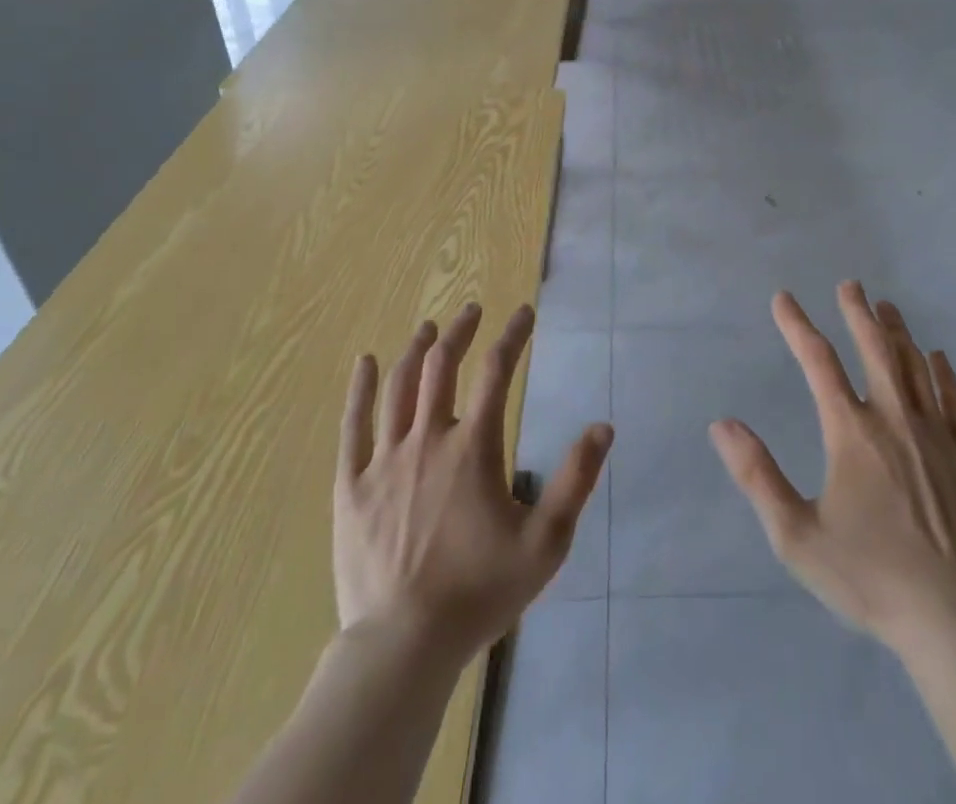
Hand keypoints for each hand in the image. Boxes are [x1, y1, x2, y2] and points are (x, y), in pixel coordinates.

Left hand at [335, 303, 612, 663]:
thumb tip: (603, 427)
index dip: (513, 336)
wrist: (403, 646)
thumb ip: (576, 480)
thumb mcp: (545, 542)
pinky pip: (353, 425)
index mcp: (473, 447)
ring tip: (429, 327)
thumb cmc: (479, 592)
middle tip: (473, 310)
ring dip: (418, 349)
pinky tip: (366, 362)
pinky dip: (361, 388)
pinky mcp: (352, 485)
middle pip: (443, 365)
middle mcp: (428, 439)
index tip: (523, 313)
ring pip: (400, 386)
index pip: (498, 371)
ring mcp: (385, 460)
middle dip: (461, 331)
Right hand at [710, 283, 955, 652]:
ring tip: (887, 307)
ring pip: (915, 366)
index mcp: (851, 433)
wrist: (953, 619)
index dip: (798, 326)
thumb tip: (722, 425)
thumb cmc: (868, 576)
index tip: (783, 298)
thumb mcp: (796, 535)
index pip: (818, 363)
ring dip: (897, 332)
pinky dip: (942, 372)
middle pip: (875, 349)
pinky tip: (937, 357)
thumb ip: (757, 476)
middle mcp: (894, 420)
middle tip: (850, 284)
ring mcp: (936, 435)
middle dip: (858, 312)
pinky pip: (954, 399)